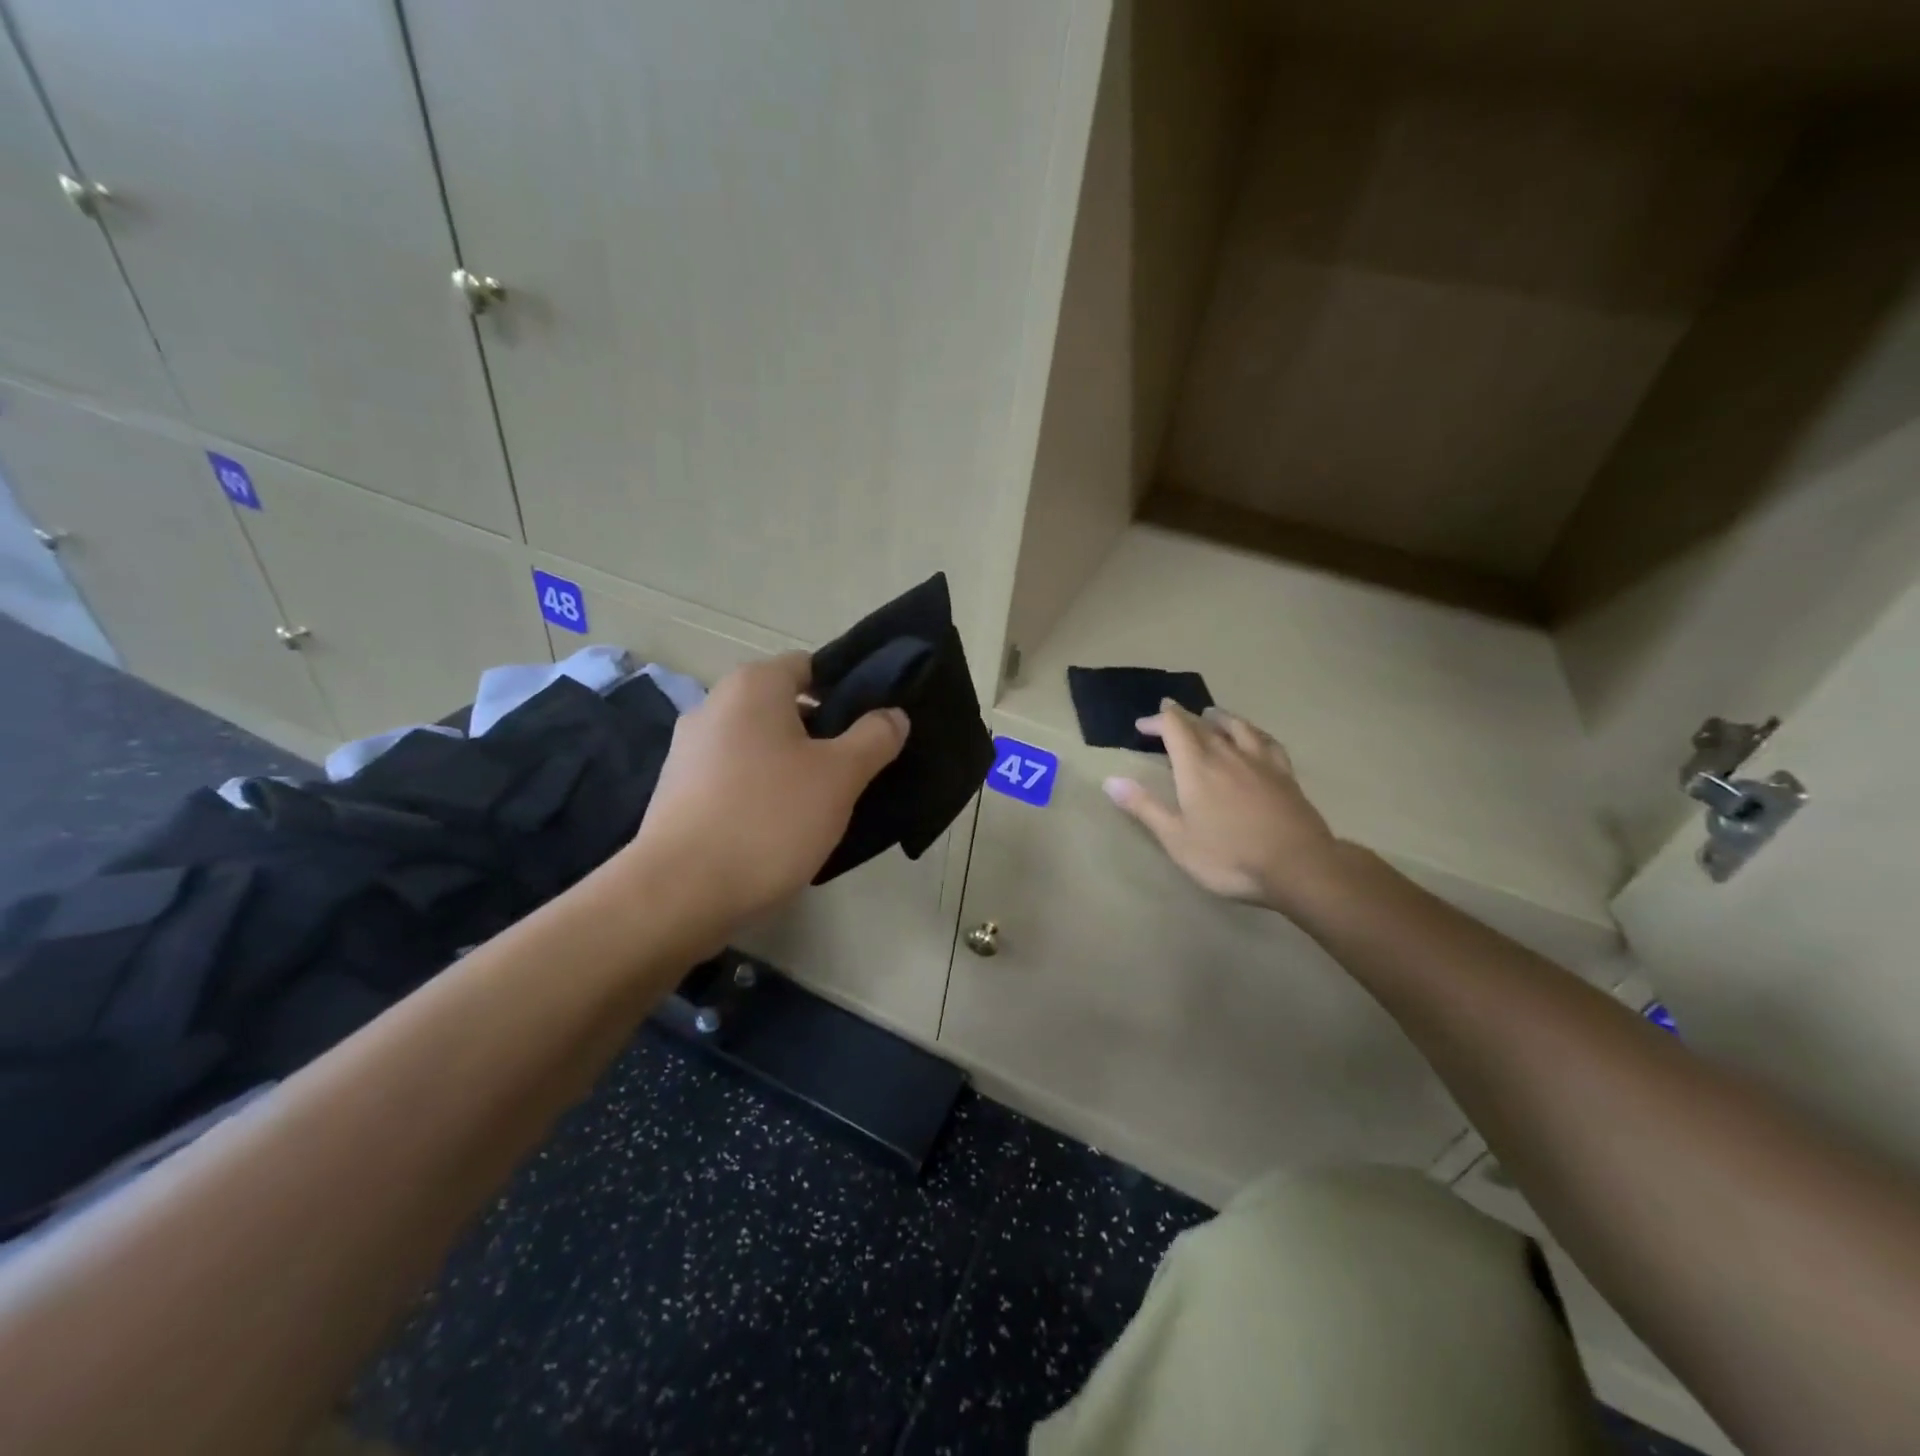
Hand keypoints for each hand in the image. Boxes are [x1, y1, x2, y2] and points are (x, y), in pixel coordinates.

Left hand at [626, 652, 907, 928]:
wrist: (680, 892)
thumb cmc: (769, 819)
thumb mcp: (840, 776)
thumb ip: (875, 737)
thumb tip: (893, 715)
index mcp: (753, 686)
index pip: (810, 666)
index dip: (846, 691)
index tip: (872, 728)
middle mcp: (714, 705)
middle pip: (784, 707)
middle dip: (822, 734)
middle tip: (855, 770)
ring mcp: (688, 750)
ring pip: (759, 745)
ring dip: (791, 765)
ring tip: (822, 804)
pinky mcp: (677, 791)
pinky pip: (734, 777)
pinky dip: (760, 791)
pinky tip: (780, 828)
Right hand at [1103, 701, 1338, 911]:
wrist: (1299, 865)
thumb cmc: (1229, 856)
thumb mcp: (1177, 839)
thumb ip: (1144, 807)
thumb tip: (1110, 780)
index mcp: (1197, 767)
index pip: (1174, 728)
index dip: (1156, 721)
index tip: (1141, 727)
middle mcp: (1227, 754)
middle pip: (1202, 724)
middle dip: (1181, 717)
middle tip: (1167, 716)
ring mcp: (1260, 762)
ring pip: (1237, 727)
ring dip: (1218, 717)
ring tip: (1210, 714)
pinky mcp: (1285, 774)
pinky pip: (1266, 742)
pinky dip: (1253, 732)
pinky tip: (1254, 737)